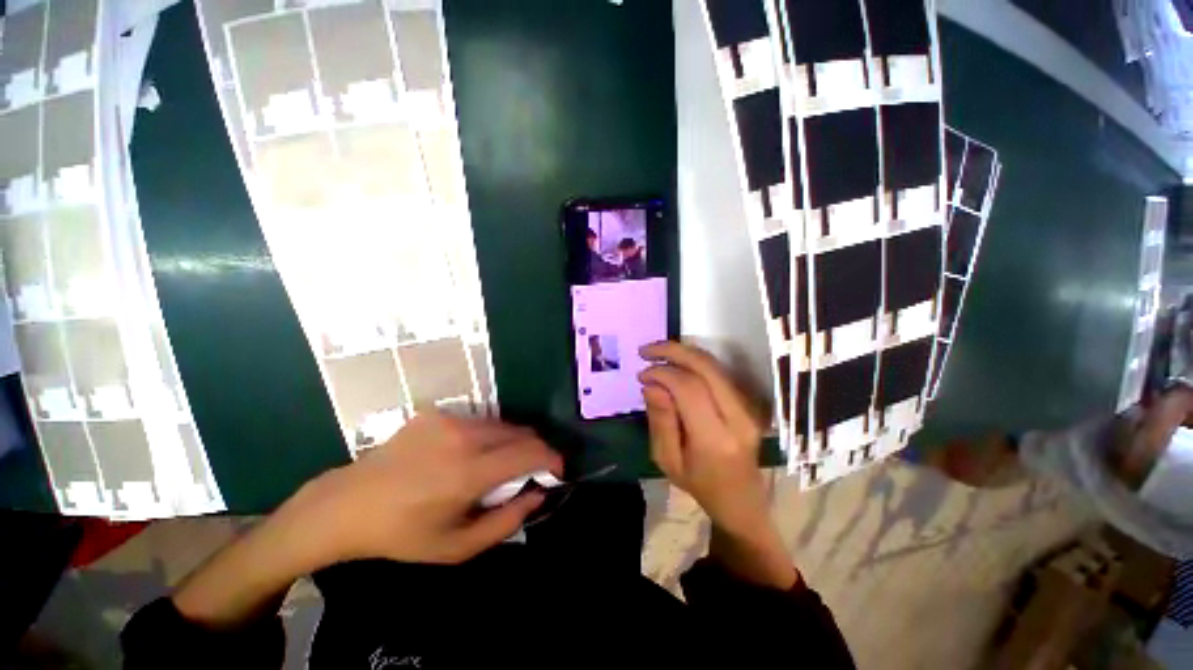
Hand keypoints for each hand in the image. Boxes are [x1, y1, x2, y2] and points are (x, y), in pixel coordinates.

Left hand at [288, 412, 561, 565]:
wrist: (348, 503)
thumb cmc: (403, 533)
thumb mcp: (457, 547)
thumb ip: (507, 521)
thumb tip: (538, 494)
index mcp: (469, 473)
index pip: (529, 453)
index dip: (551, 459)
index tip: (557, 471)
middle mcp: (464, 437)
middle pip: (521, 432)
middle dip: (535, 450)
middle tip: (529, 472)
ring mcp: (449, 419)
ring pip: (502, 424)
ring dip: (512, 442)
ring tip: (499, 464)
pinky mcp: (437, 412)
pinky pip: (479, 420)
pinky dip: (488, 435)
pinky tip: (469, 453)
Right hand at [639, 342, 796, 588]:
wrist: (741, 500)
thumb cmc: (699, 485)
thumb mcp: (668, 460)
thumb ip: (660, 420)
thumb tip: (651, 384)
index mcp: (716, 439)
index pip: (689, 389)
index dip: (663, 374)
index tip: (642, 374)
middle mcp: (738, 417)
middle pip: (706, 368)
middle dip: (673, 351)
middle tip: (646, 350)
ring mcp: (748, 408)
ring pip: (715, 365)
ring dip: (684, 352)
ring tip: (657, 352)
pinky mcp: (748, 402)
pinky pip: (719, 372)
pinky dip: (694, 361)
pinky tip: (676, 362)